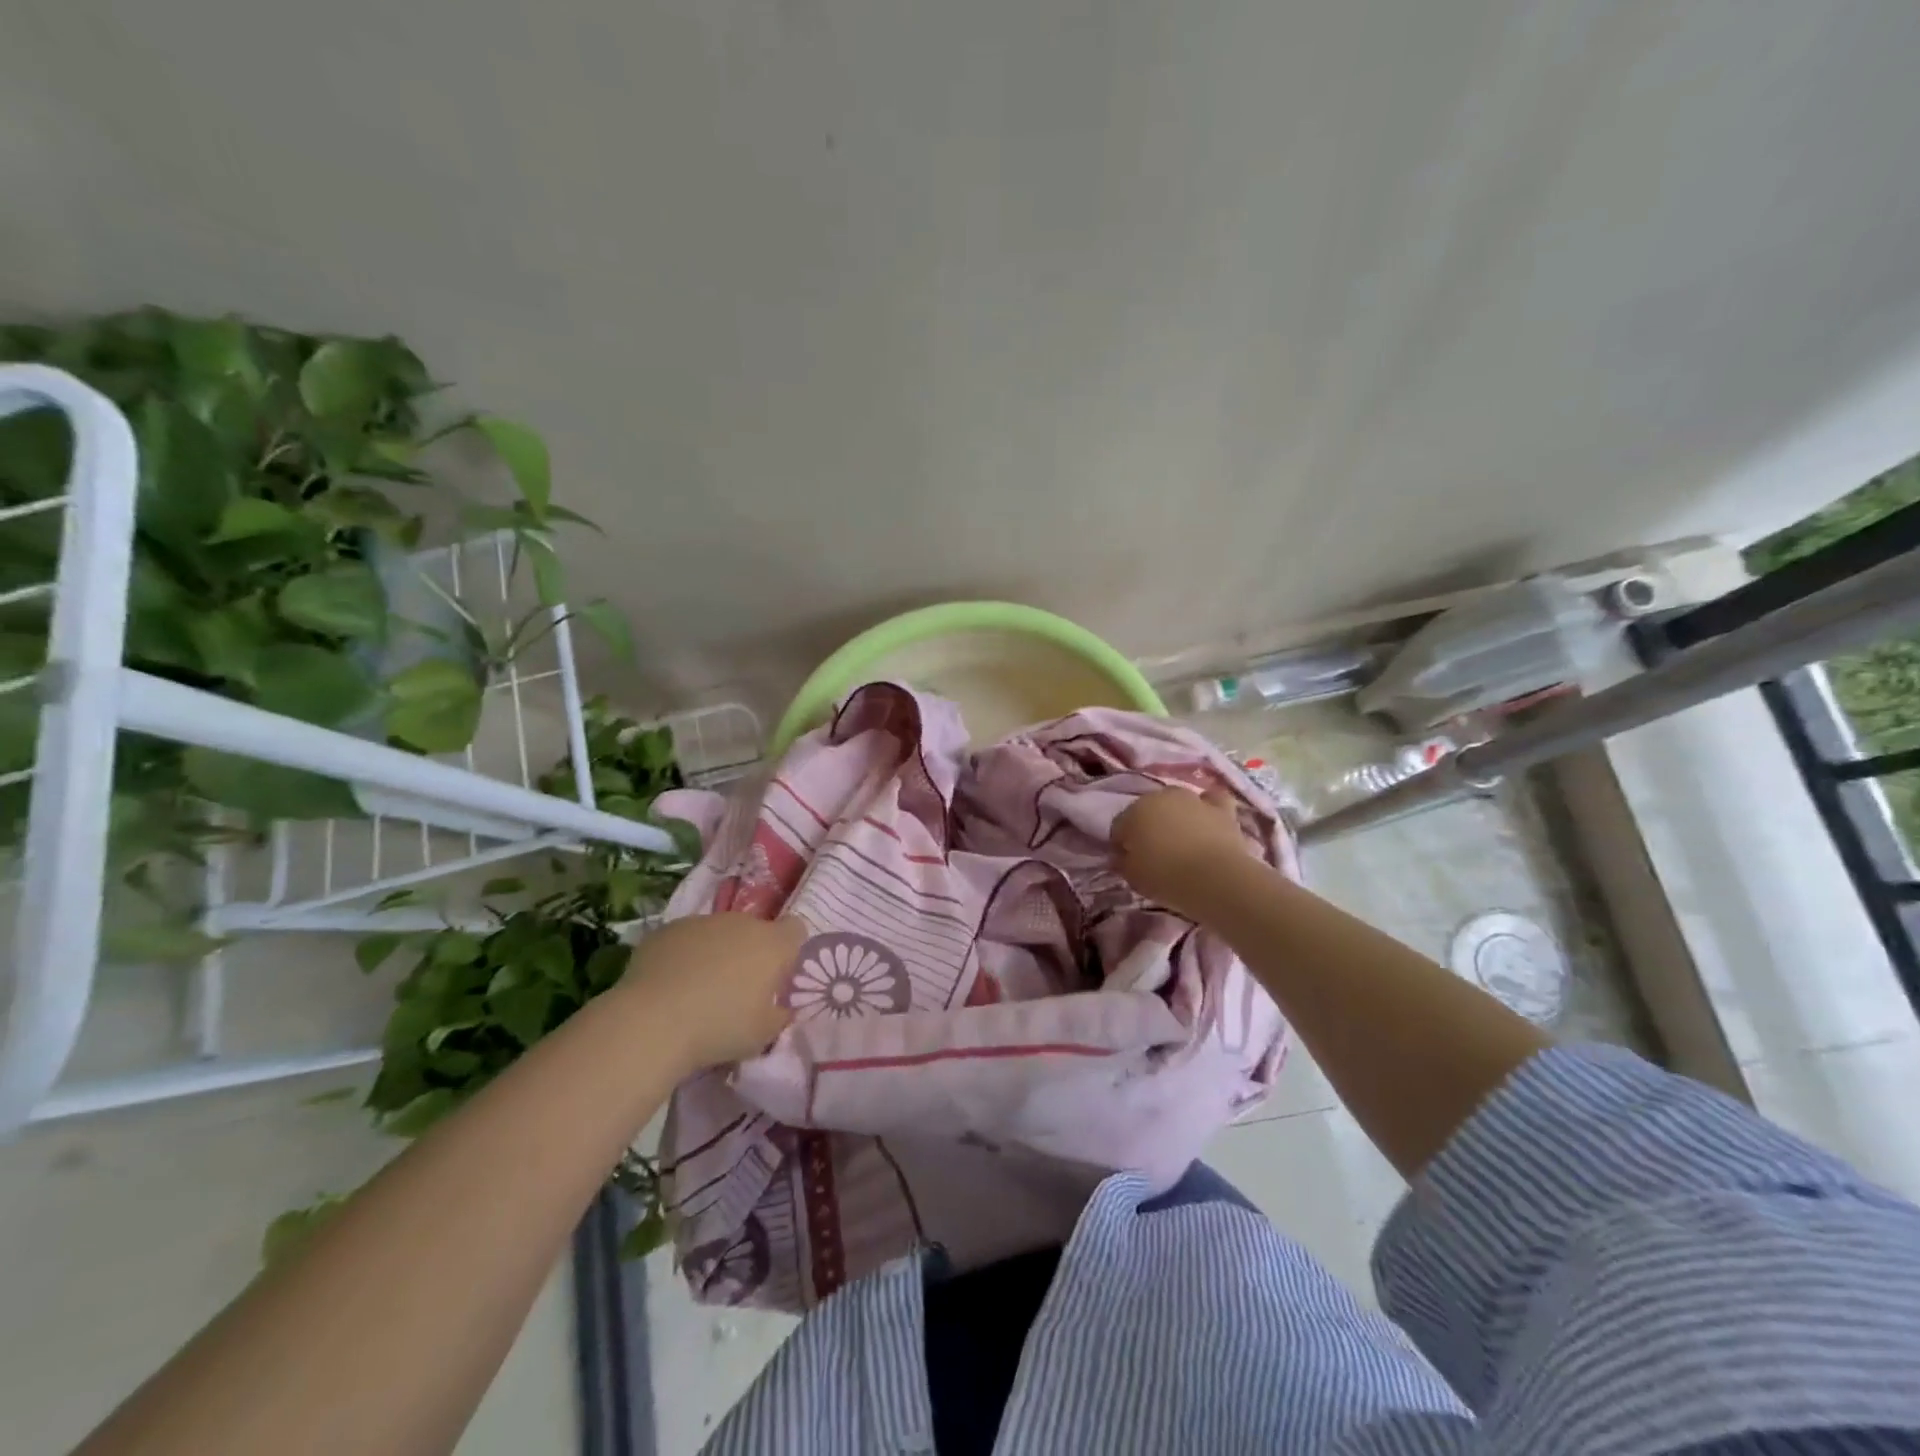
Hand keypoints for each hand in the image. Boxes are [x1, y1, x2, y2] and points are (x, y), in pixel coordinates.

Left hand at [614, 914, 804, 1071]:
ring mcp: (702, 922)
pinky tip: (669, 986)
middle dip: (749, 954)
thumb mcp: (764, 1035)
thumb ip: (779, 1015)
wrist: (652, 1022)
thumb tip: (780, 1008)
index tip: (776, 977)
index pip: (795, 930)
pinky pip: (685, 940)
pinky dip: (683, 956)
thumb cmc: (720, 1028)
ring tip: (698, 991)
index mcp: (772, 944)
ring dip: (716, 954)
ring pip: (718, 934)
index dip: (788, 950)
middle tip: (736, 990)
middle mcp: (741, 923)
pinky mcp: (667, 930)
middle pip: (754, 931)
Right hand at [1113, 786, 1253, 917]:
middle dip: (1148, 827)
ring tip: (1182, 842)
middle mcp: (1161, 797)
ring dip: (1176, 816)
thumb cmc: (1166, 877)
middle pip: (1148, 810)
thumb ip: (1123, 863)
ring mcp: (1193, 799)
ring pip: (1178, 803)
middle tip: (1154, 853)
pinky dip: (1209, 807)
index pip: (1119, 826)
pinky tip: (1208, 820)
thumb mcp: (1133, 877)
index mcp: (1133, 812)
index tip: (1126, 862)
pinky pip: (1213, 800)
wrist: (1215, 878)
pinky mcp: (1221, 808)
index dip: (1121, 845)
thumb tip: (1121, 856)